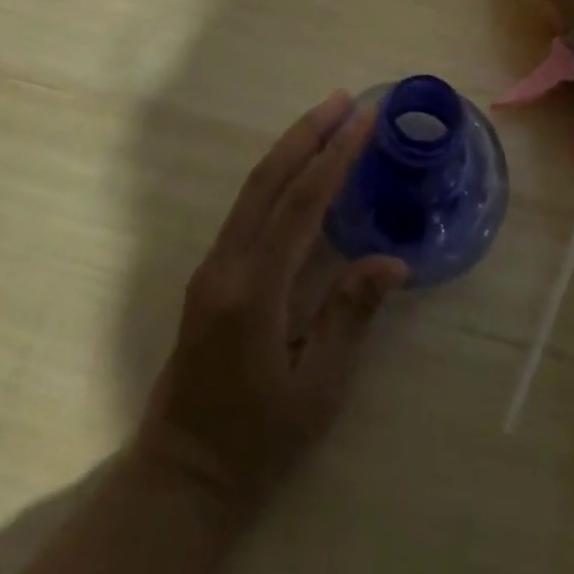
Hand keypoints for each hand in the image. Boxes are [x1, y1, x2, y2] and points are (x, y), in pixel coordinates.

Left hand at [137, 92, 407, 514]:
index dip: (335, 156)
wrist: (180, 475)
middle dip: (308, 132)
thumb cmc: (257, 441)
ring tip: (327, 117)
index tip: (365, 118)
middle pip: (268, 179)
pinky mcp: (210, 272)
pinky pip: (247, 207)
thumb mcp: (317, 391)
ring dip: (290, 147)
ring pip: (253, 188)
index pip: (301, 204)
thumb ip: (350, 317)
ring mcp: (212, 265)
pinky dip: (277, 175)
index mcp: (255, 291)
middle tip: (345, 98)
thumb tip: (392, 260)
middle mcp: (227, 264)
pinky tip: (300, 168)